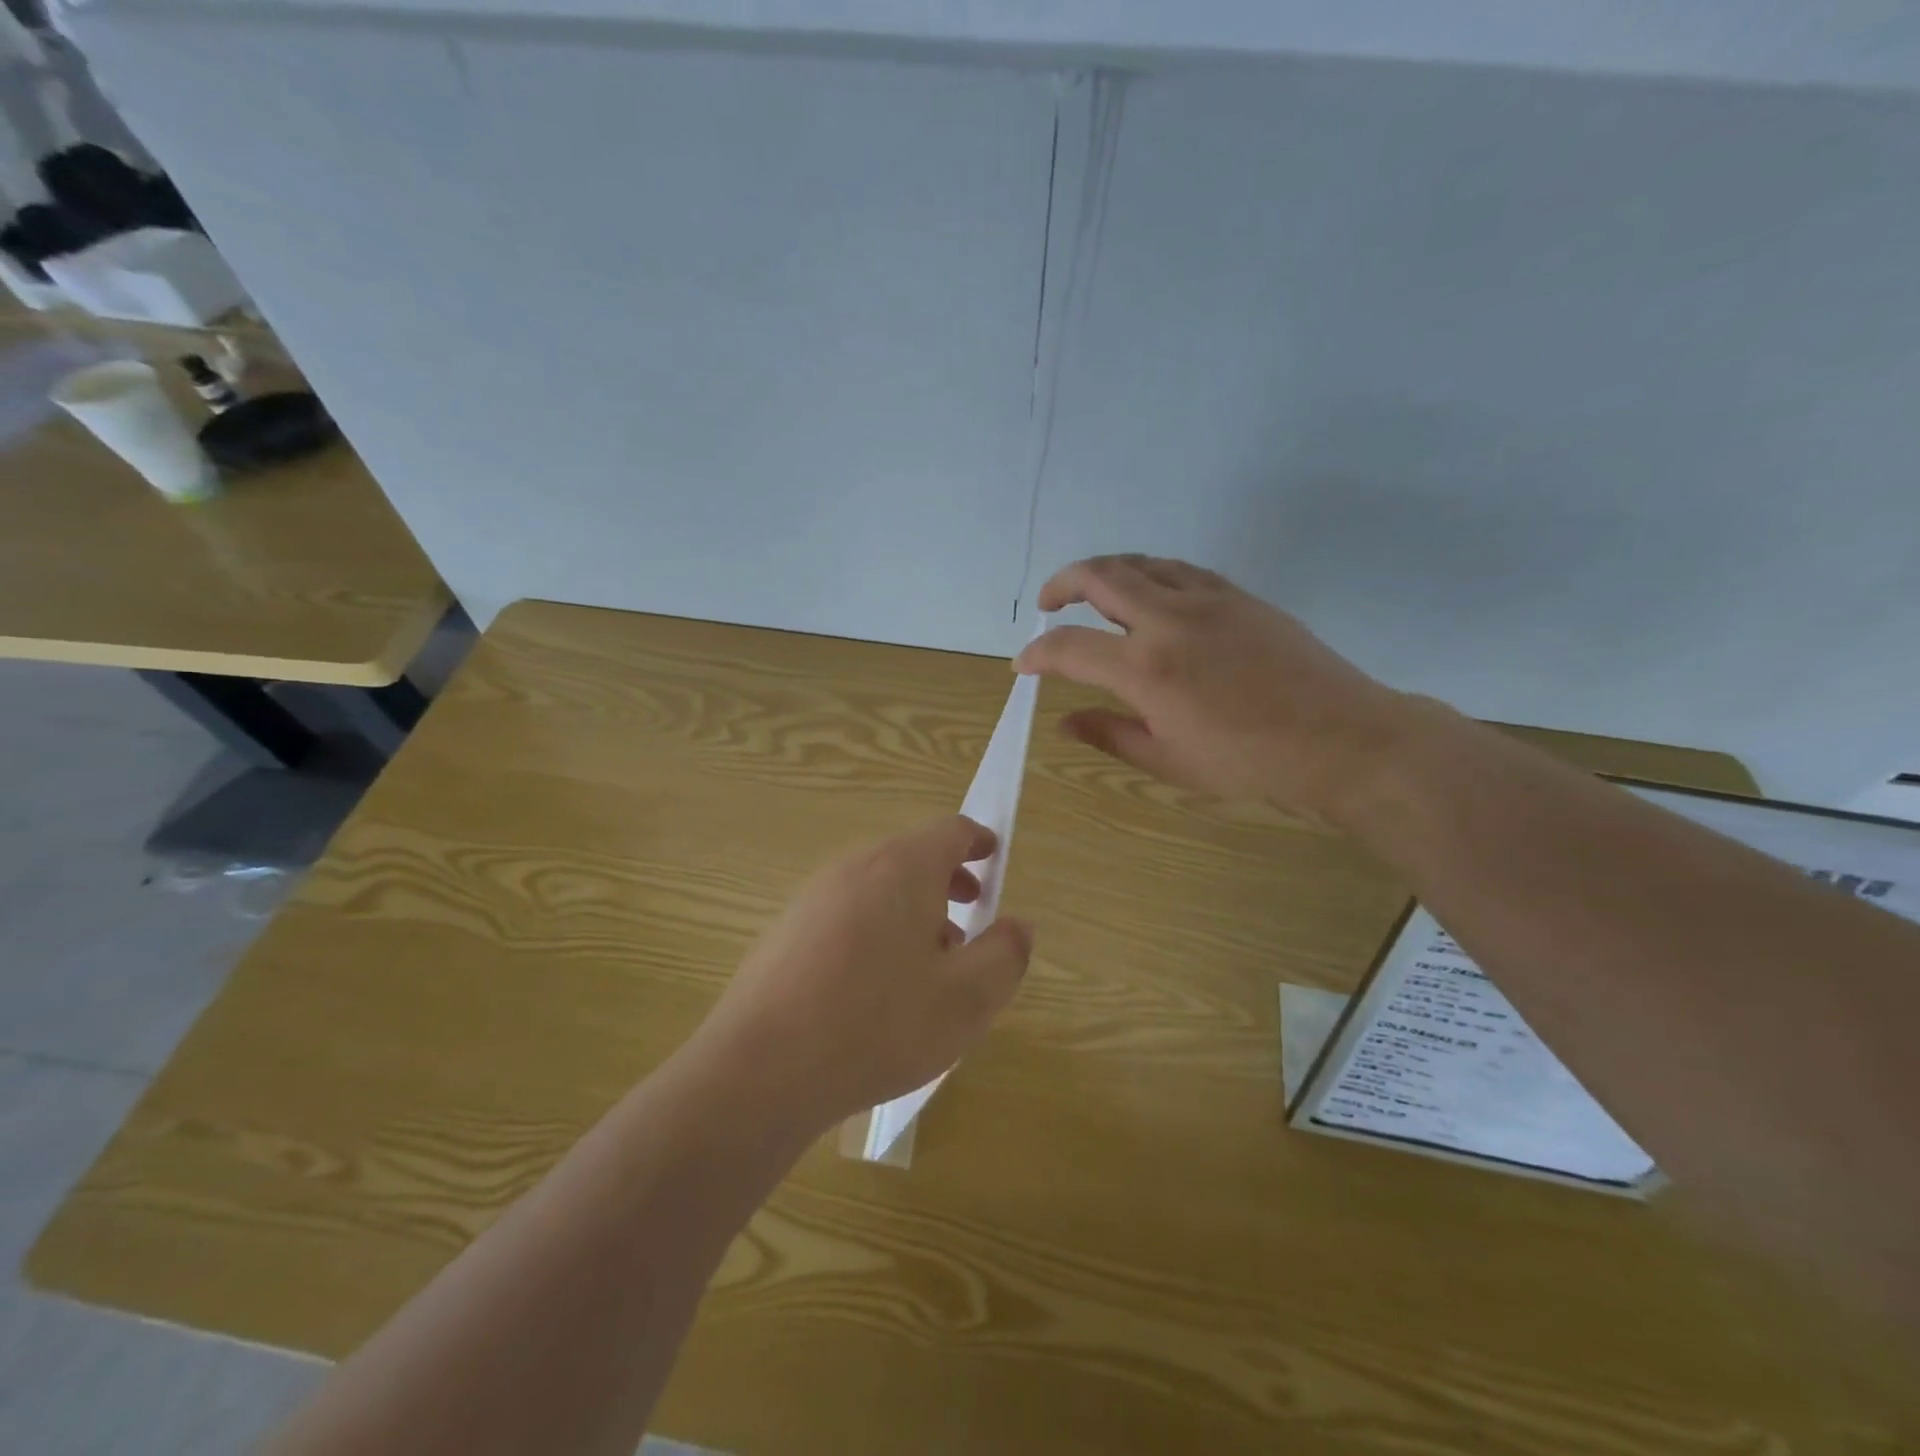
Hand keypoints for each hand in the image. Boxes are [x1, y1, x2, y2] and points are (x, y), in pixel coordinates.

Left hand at [688, 815, 1033, 1135]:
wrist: (761, 1069)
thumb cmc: (878, 1025)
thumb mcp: (966, 1000)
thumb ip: (1005, 956)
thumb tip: (1018, 926)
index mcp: (902, 868)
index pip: (949, 831)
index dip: (977, 841)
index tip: (993, 857)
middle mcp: (855, 867)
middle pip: (911, 856)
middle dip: (946, 880)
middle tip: (969, 913)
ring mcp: (812, 897)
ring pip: (877, 887)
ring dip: (911, 909)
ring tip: (928, 962)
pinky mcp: (784, 930)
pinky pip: (845, 913)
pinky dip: (874, 929)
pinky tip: (874, 987)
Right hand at [1014, 555, 1407, 820]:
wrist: (1340, 738)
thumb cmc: (1249, 762)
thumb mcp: (1169, 761)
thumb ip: (1110, 734)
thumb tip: (1065, 722)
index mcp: (1146, 668)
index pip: (1070, 648)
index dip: (1038, 655)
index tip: (1024, 665)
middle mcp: (1169, 620)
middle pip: (1099, 577)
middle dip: (1062, 584)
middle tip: (1048, 604)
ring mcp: (1207, 599)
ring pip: (1140, 563)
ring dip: (1105, 571)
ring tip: (1092, 592)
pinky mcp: (1237, 595)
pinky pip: (1179, 570)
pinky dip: (1149, 574)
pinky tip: (1149, 595)